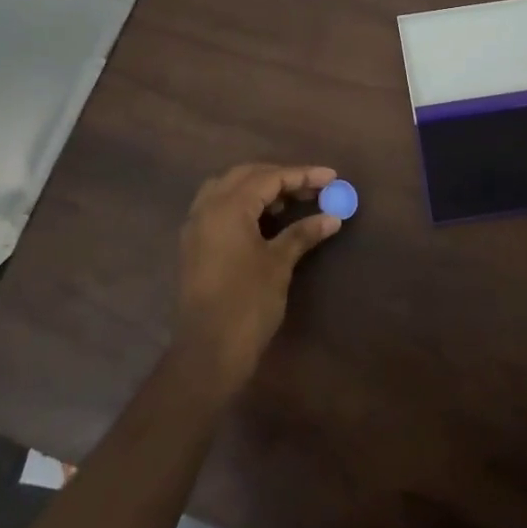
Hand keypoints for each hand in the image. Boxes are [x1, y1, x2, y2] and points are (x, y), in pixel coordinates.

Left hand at [174, 163, 341, 396]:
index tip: (331, 176)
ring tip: (290, 201)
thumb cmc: (247, 303)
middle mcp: (206, 208)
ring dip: (259, 189)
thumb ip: (303, 233)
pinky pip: (219, 208)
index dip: (302, 175)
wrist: (207, 351)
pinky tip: (265, 219)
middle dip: (280, 177)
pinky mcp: (194, 245)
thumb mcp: (279, 264)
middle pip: (246, 176)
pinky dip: (243, 205)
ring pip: (228, 189)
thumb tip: (332, 217)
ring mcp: (195, 226)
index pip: (269, 178)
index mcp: (227, 207)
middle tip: (312, 187)